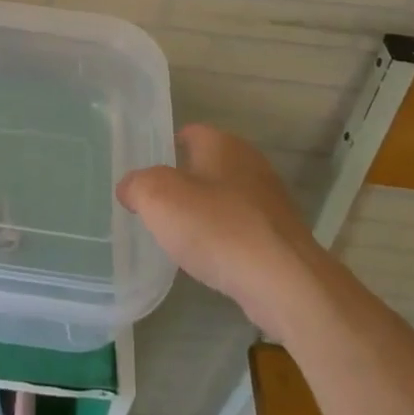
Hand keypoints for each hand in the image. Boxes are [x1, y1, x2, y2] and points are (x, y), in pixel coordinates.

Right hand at [117, 125, 326, 331]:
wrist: (283, 281)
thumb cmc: (216, 226)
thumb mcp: (157, 198)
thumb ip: (136, 185)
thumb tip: (130, 188)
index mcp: (223, 143)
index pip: (189, 133)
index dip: (165, 149)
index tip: (146, 175)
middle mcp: (250, 163)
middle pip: (208, 165)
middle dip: (185, 183)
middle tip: (157, 206)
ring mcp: (270, 201)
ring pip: (226, 198)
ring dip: (207, 213)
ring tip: (181, 236)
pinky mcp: (281, 236)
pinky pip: (243, 229)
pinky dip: (226, 239)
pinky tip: (212, 259)